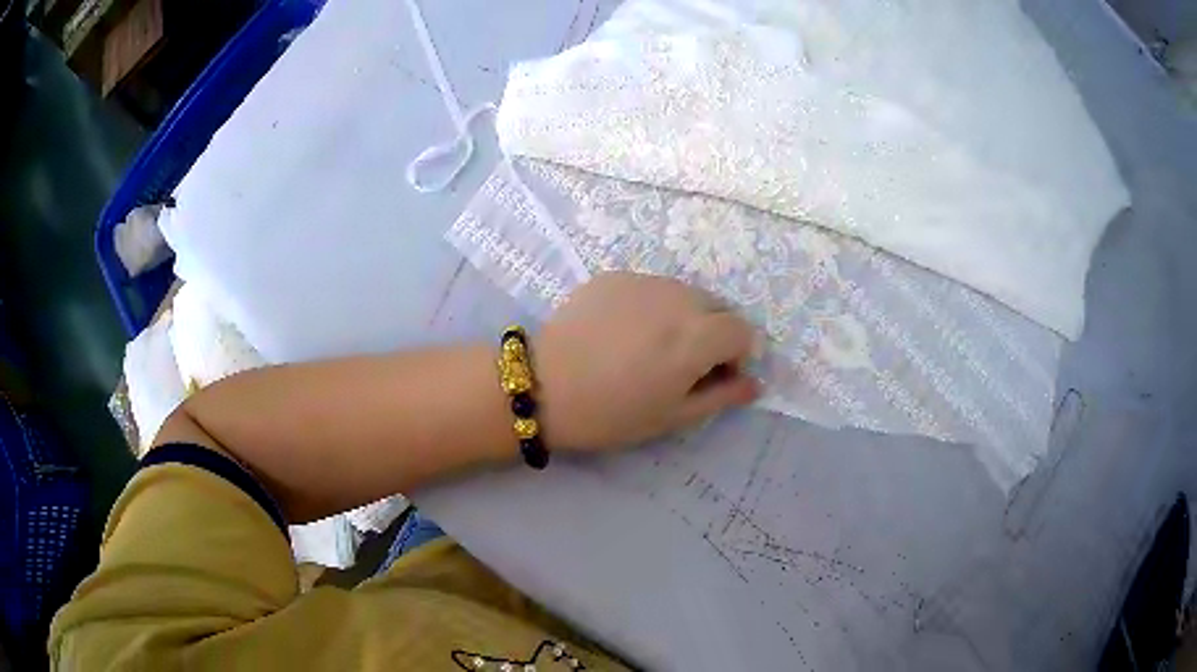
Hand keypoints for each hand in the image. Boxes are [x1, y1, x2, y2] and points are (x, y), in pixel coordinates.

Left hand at [534, 272, 759, 451]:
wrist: (542, 386)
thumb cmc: (612, 413)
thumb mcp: (673, 416)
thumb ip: (722, 396)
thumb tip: (754, 384)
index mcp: (697, 336)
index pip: (743, 331)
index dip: (736, 356)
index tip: (712, 377)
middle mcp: (678, 297)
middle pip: (717, 307)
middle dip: (712, 334)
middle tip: (680, 365)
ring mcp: (644, 281)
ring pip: (684, 294)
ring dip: (682, 316)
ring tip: (647, 347)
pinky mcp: (614, 276)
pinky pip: (650, 287)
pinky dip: (651, 306)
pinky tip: (621, 332)